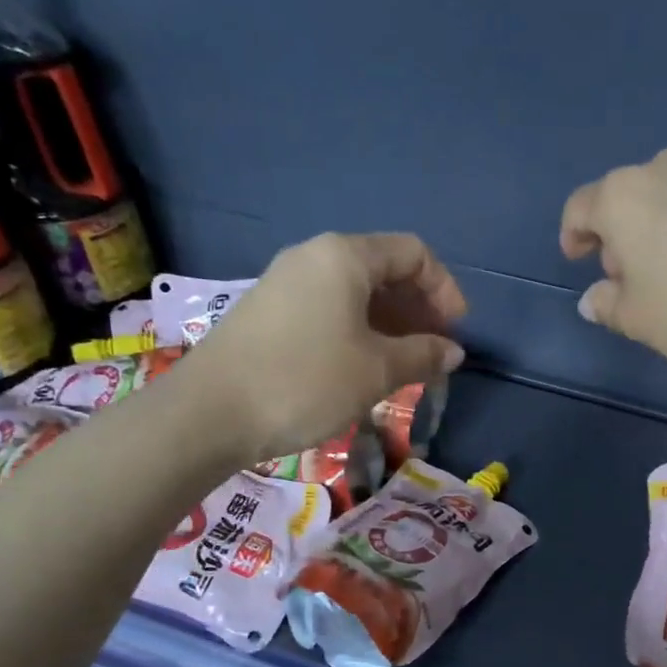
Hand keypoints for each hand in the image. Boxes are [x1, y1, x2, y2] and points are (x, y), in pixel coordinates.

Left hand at [187, 233, 466, 461]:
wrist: (210, 413)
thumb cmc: (306, 381)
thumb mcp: (377, 371)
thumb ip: (423, 355)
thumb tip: (453, 352)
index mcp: (345, 256)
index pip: (413, 253)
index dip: (444, 289)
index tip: (456, 332)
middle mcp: (314, 257)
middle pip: (383, 269)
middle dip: (418, 309)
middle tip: (434, 351)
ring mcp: (286, 283)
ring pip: (355, 292)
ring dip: (390, 324)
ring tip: (406, 365)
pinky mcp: (269, 311)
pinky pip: (329, 308)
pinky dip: (359, 330)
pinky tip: (365, 367)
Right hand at [561, 147, 666, 364]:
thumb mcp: (639, 320)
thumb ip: (607, 305)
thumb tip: (593, 298)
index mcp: (623, 196)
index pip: (580, 208)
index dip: (573, 236)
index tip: (578, 259)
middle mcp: (663, 168)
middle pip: (626, 199)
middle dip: (620, 235)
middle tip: (630, 278)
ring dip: (660, 228)